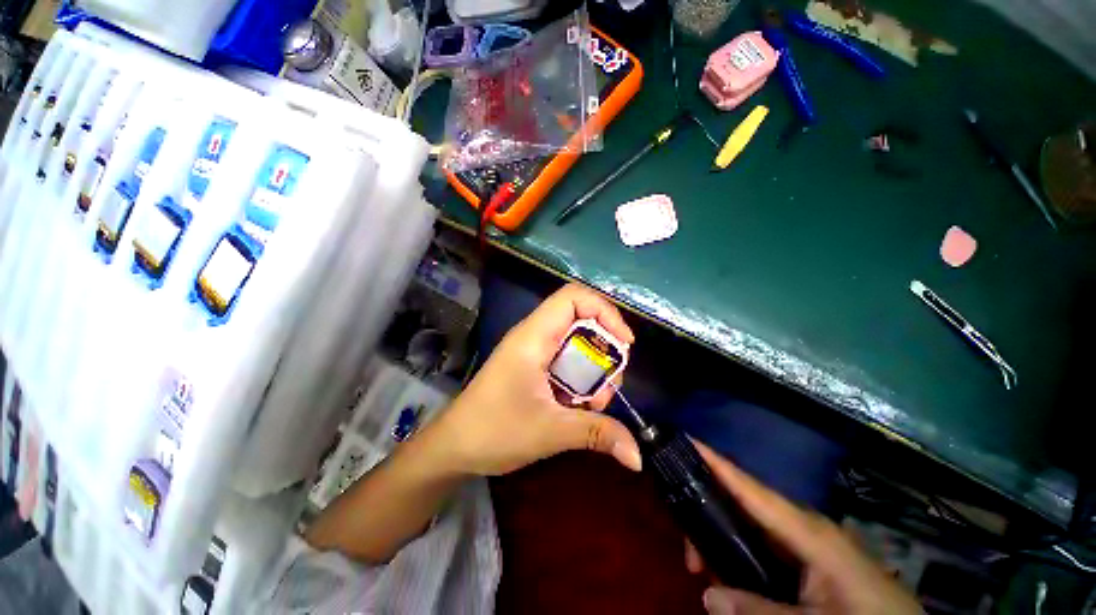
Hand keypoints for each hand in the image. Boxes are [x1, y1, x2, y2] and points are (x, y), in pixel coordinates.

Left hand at [433, 284, 641, 475]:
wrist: (453, 446)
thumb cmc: (494, 431)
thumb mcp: (550, 431)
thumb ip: (597, 434)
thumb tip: (638, 457)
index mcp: (534, 336)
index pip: (574, 297)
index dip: (605, 311)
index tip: (625, 343)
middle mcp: (534, 335)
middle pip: (581, 320)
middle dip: (604, 348)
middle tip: (610, 383)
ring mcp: (532, 350)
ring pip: (576, 343)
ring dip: (594, 368)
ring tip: (595, 403)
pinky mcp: (532, 366)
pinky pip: (566, 360)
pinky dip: (581, 378)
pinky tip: (581, 406)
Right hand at [686, 443, 921, 614]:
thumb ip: (762, 610)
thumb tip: (707, 595)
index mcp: (806, 529)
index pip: (749, 486)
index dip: (715, 461)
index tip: (684, 438)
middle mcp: (800, 524)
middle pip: (742, 503)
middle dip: (707, 513)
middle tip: (687, 552)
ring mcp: (805, 538)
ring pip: (749, 523)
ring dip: (720, 538)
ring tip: (701, 566)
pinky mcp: (809, 555)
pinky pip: (763, 543)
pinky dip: (738, 552)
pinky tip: (729, 574)